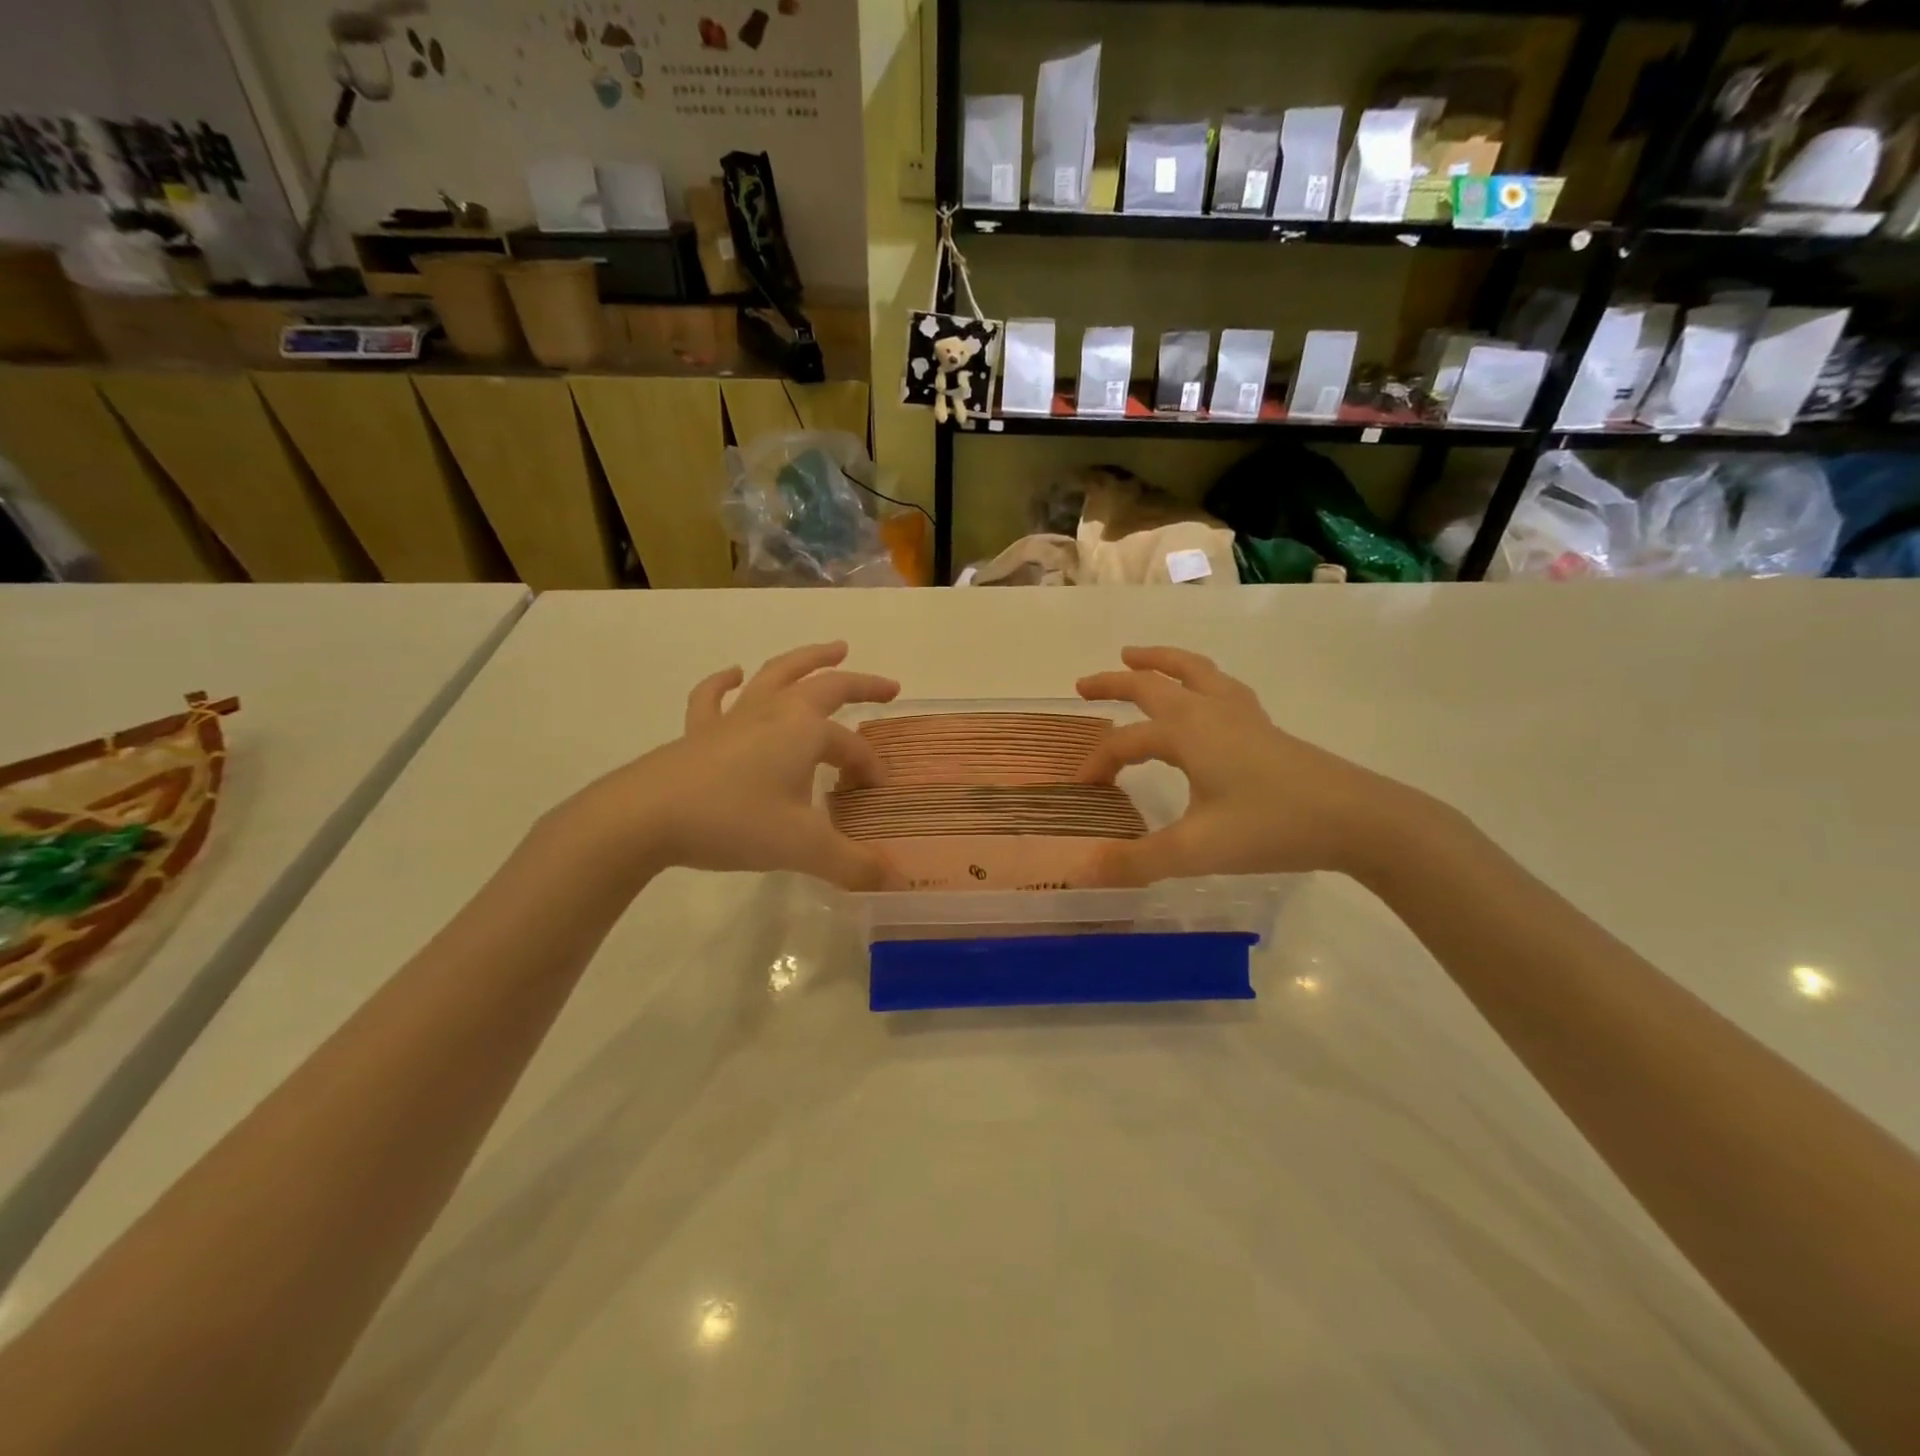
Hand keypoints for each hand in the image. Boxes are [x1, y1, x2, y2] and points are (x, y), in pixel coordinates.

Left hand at [565, 642, 900, 889]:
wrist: (646, 817)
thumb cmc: (734, 821)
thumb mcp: (803, 847)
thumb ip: (852, 864)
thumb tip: (894, 881)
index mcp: (805, 730)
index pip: (851, 747)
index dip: (869, 768)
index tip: (876, 793)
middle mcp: (774, 711)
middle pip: (825, 685)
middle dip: (861, 684)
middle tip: (888, 686)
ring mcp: (733, 716)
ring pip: (776, 675)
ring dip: (808, 659)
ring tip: (833, 650)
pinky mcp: (699, 731)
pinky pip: (714, 697)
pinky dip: (725, 682)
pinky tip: (732, 674)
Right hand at [1075, 647, 1416, 884]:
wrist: (1356, 819)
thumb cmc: (1271, 827)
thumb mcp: (1196, 850)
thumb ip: (1137, 861)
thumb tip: (1085, 871)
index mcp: (1185, 732)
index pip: (1124, 741)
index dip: (1097, 763)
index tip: (1081, 790)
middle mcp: (1208, 711)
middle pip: (1152, 684)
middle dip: (1114, 682)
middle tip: (1083, 684)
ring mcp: (1241, 714)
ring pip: (1193, 671)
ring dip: (1160, 661)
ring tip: (1137, 657)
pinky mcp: (1265, 726)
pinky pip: (1222, 686)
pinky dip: (1199, 678)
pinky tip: (1205, 693)